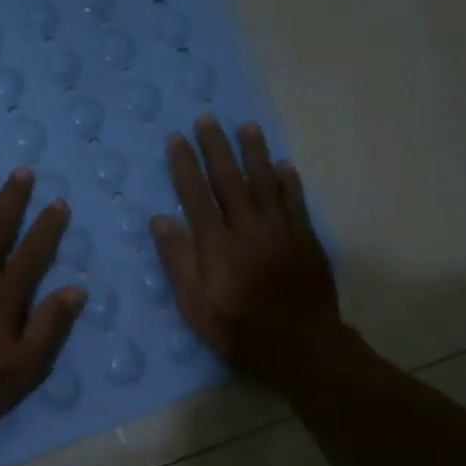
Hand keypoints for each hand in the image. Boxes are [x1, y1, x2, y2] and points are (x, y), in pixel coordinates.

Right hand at [150, 116, 342, 390]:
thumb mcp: (194, 304)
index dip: (185, 164)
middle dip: (215, 148)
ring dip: (254, 153)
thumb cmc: (237, 329)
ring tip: (247, 127)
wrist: (300, 345)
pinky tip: (283, 165)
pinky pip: (295, 201)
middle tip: (207, 120)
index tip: (176, 139)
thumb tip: (161, 219)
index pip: (196, 194)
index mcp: (216, 243)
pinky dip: (288, 181)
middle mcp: (247, 227)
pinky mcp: (305, 238)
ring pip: (265, 182)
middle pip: (229, 179)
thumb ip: (178, 260)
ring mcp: (280, 230)